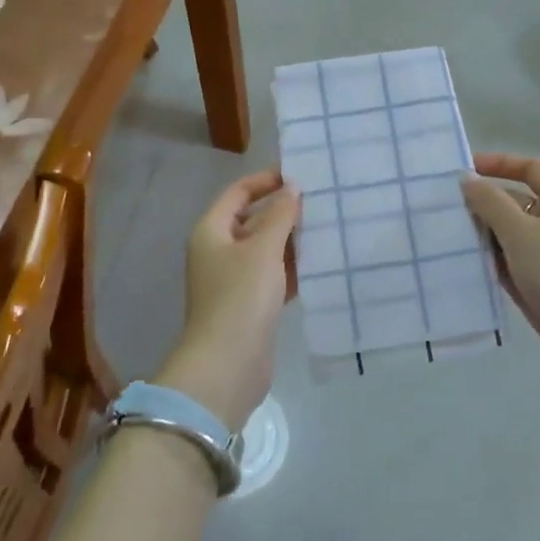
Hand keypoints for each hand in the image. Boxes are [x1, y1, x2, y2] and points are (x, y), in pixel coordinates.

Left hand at [158, 170, 300, 431]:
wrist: (228, 365)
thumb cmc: (241, 297)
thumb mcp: (263, 249)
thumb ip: (280, 215)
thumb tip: (292, 189)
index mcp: (212, 231)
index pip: (238, 193)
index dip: (265, 180)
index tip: (299, 175)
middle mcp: (218, 251)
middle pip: (252, 220)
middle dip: (283, 211)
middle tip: (320, 201)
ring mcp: (233, 280)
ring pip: (265, 249)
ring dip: (291, 239)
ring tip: (327, 227)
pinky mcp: (250, 305)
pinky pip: (273, 275)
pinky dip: (292, 267)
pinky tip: (320, 263)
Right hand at [460, 153, 539, 343]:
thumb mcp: (518, 230)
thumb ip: (489, 202)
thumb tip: (467, 179)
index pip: (530, 168)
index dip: (499, 164)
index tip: (466, 170)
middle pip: (517, 200)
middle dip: (485, 204)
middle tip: (450, 209)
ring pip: (512, 231)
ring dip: (486, 232)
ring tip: (452, 235)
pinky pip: (514, 257)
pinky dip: (494, 256)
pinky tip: (468, 260)